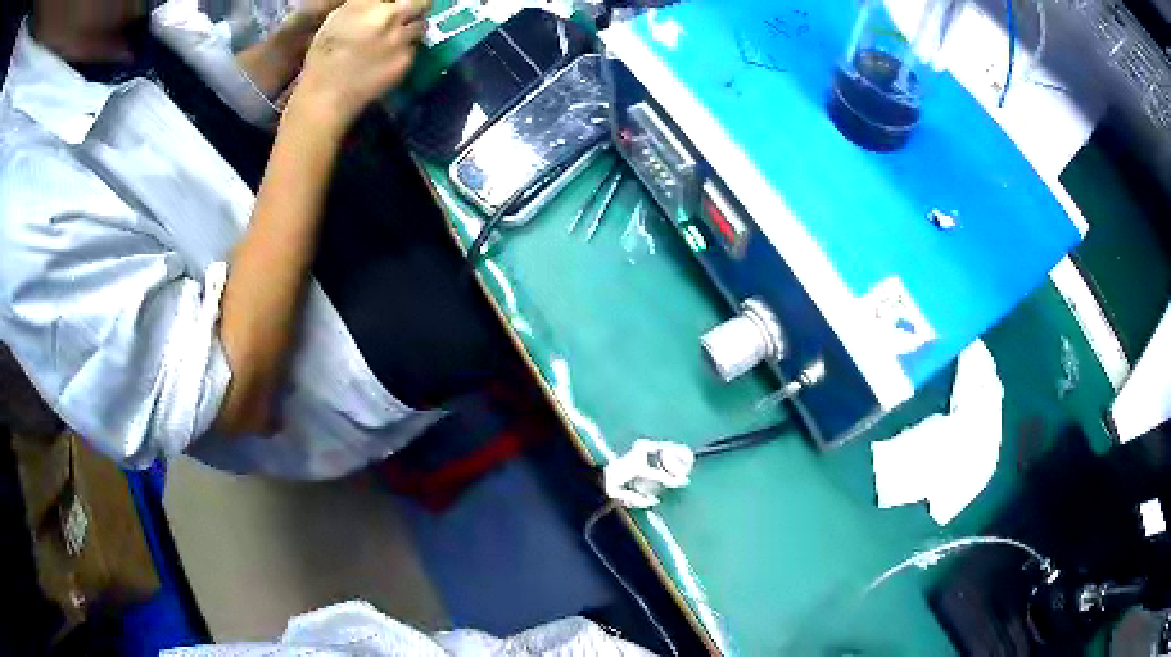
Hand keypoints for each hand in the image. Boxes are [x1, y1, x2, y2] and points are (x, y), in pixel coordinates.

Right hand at [293, 0, 430, 130]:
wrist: (327, 95)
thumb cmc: (325, 56)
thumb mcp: (337, 19)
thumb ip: (363, 4)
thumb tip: (382, 2)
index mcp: (367, 4)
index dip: (397, 1)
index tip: (395, 5)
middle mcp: (390, 16)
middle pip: (422, 3)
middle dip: (417, 6)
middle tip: (407, 13)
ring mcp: (401, 39)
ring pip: (423, 25)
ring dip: (414, 27)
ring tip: (397, 36)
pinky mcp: (407, 59)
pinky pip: (415, 47)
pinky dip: (407, 48)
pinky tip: (391, 56)